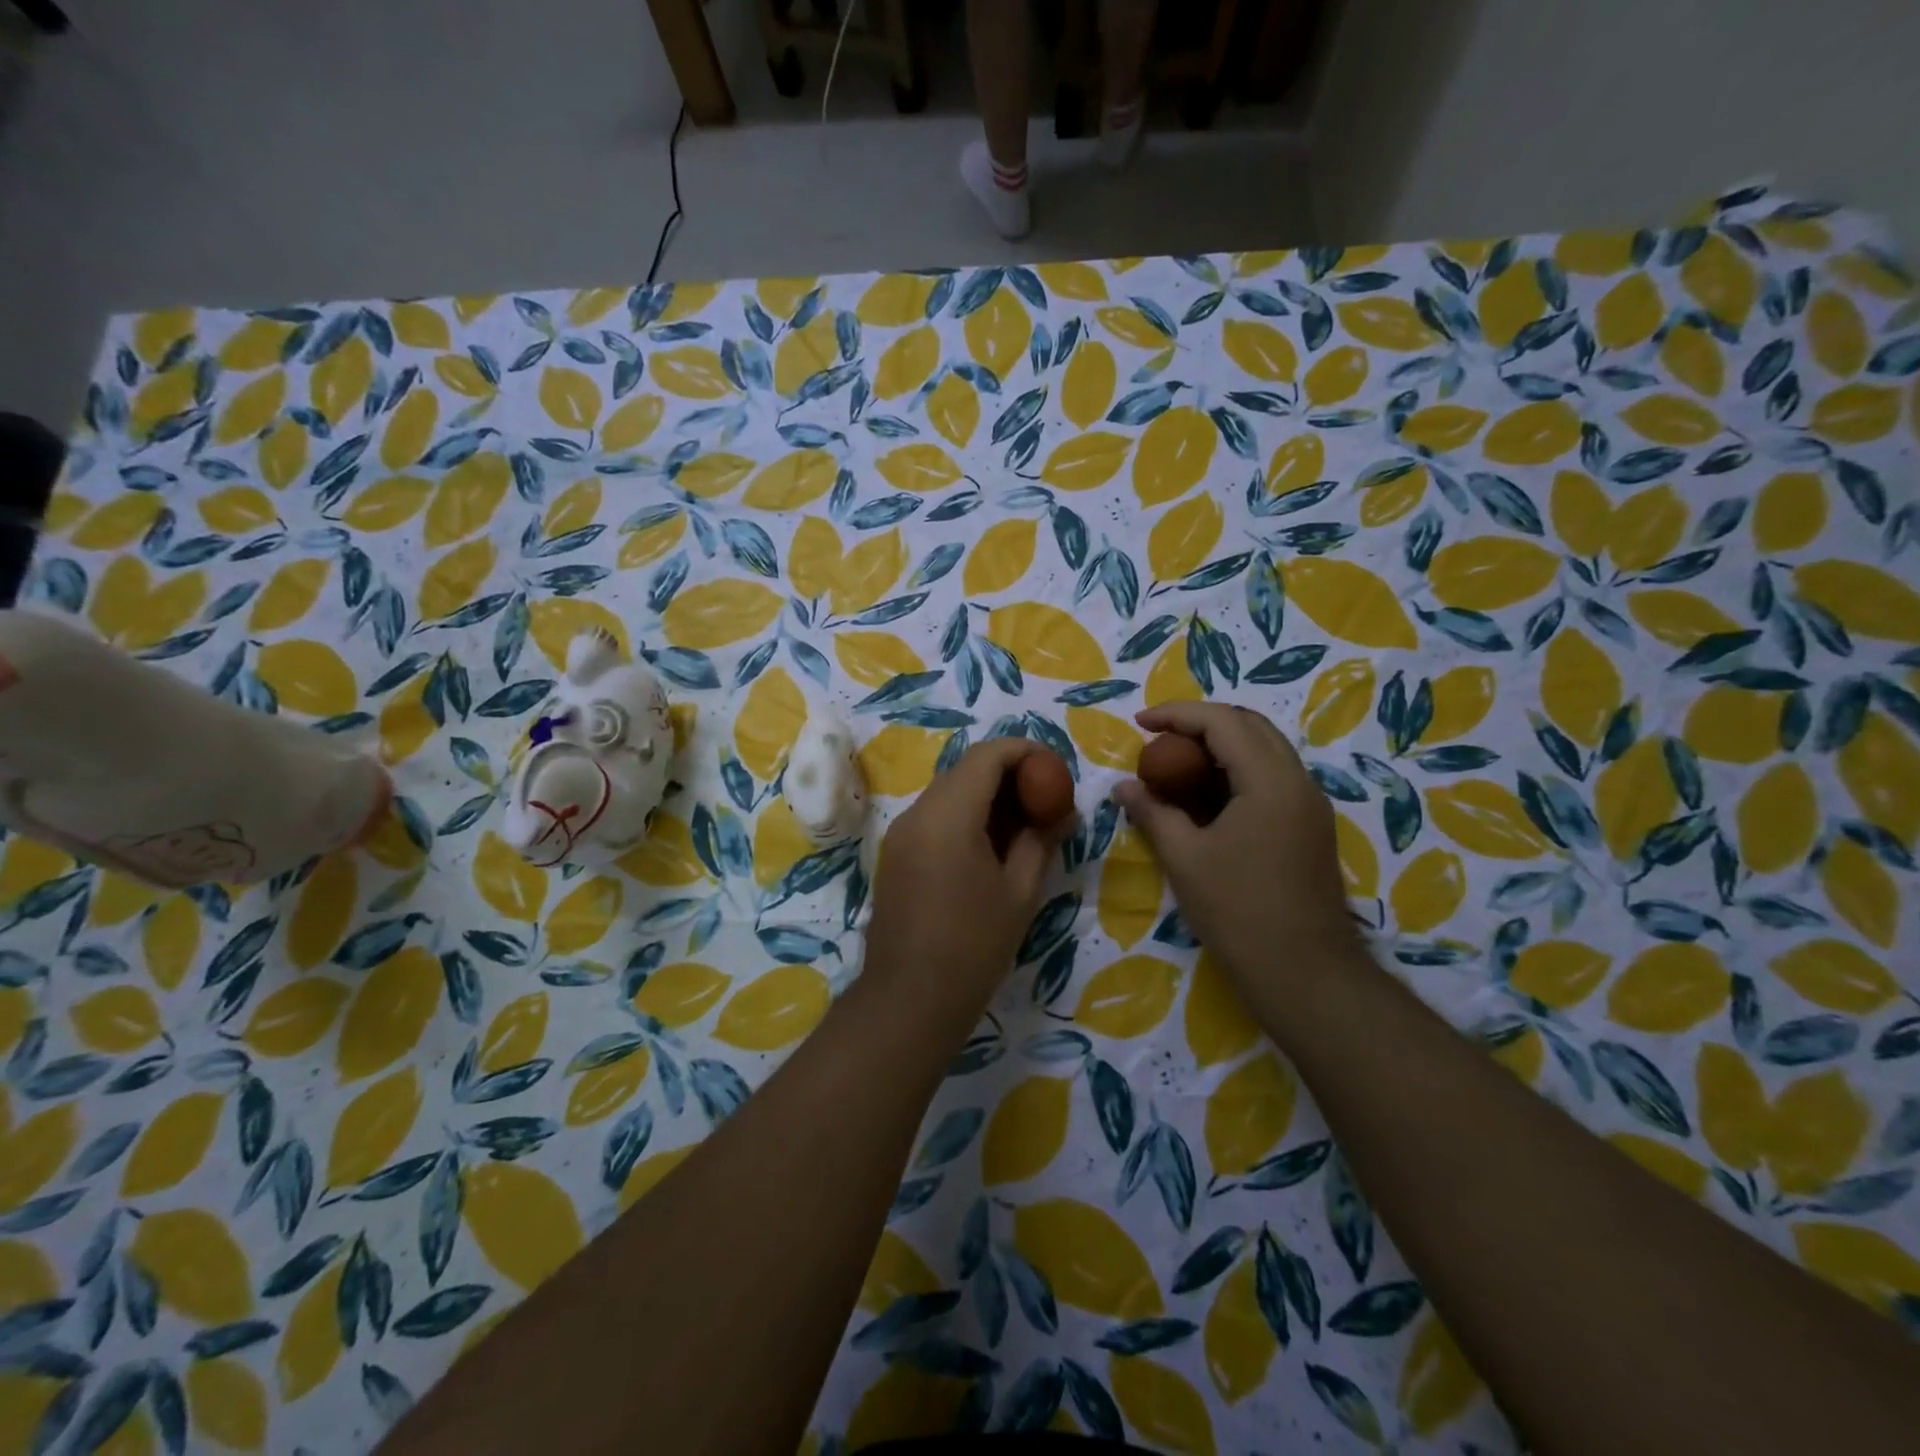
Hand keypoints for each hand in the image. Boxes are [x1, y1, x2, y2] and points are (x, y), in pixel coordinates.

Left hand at [862, 740, 1071, 1027]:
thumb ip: (1041, 841)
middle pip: (966, 769)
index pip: (988, 755)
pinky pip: (934, 816)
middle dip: (1009, 773)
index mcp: (947, 816)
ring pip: (949, 791)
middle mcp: (917, 813)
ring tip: (1024, 823)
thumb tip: (1063, 812)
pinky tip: (990, 845)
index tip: (1055, 769)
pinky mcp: (895, 853)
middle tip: (1045, 798)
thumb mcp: (1019, 892)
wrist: (908, 1000)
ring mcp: (900, 833)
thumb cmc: (973, 947)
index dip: (1026, 751)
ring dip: (987, 794)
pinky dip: (965, 815)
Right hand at [1114, 703, 1358, 996]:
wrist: (1305, 972)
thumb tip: (1123, 787)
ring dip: (1222, 745)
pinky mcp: (1311, 827)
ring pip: (1266, 749)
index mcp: (1269, 781)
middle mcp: (1298, 781)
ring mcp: (1310, 804)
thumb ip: (1153, 813)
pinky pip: (1273, 777)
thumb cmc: (1238, 912)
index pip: (1223, 722)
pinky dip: (1237, 770)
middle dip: (1202, 722)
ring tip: (1178, 762)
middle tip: (1160, 737)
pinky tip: (1208, 795)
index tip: (1140, 723)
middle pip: (1250, 725)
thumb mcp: (1184, 859)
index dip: (1177, 714)